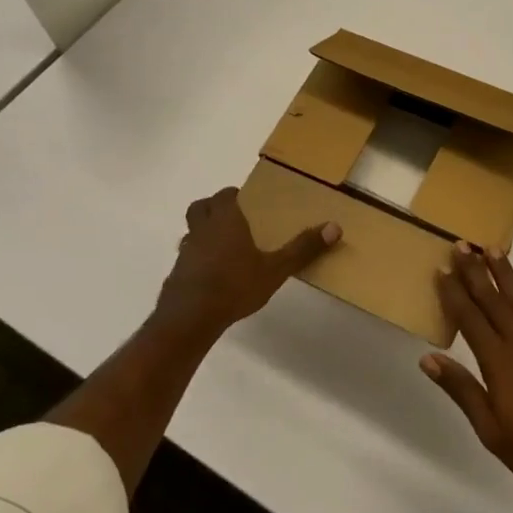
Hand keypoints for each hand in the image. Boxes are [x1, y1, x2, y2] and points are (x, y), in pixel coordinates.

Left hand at [154, 187, 339, 336]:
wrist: (190, 317)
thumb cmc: (235, 285)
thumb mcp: (276, 269)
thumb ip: (303, 248)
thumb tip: (334, 226)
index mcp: (225, 220)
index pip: (225, 195)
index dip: (235, 195)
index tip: (249, 202)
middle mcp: (202, 229)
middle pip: (201, 207)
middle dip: (214, 208)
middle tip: (234, 219)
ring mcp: (186, 251)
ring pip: (191, 231)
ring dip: (204, 233)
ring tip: (225, 248)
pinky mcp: (177, 273)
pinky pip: (187, 256)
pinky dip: (198, 258)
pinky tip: (213, 275)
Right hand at [425, 244, 512, 512]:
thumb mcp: (491, 431)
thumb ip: (462, 391)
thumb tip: (428, 358)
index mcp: (498, 364)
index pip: (469, 320)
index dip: (453, 293)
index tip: (441, 269)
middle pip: (493, 301)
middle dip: (475, 272)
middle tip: (461, 245)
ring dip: (506, 274)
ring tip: (492, 249)